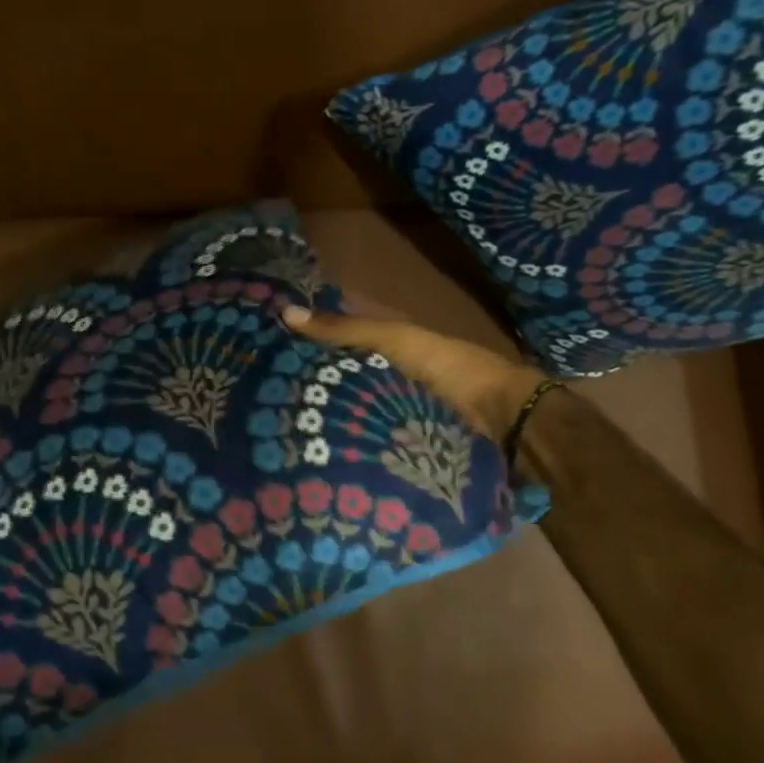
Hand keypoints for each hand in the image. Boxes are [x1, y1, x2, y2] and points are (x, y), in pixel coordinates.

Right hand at [282, 306, 549, 440]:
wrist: (505, 423)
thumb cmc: (448, 370)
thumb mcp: (394, 340)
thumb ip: (346, 329)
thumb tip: (284, 311)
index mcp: (390, 348)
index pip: (338, 340)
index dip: (305, 340)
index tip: (264, 347)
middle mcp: (390, 379)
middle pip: (341, 379)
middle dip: (306, 385)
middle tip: (259, 394)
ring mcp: (396, 415)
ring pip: (350, 411)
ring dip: (322, 418)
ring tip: (272, 426)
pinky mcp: (401, 447)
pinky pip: (363, 440)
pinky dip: (342, 443)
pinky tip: (308, 451)